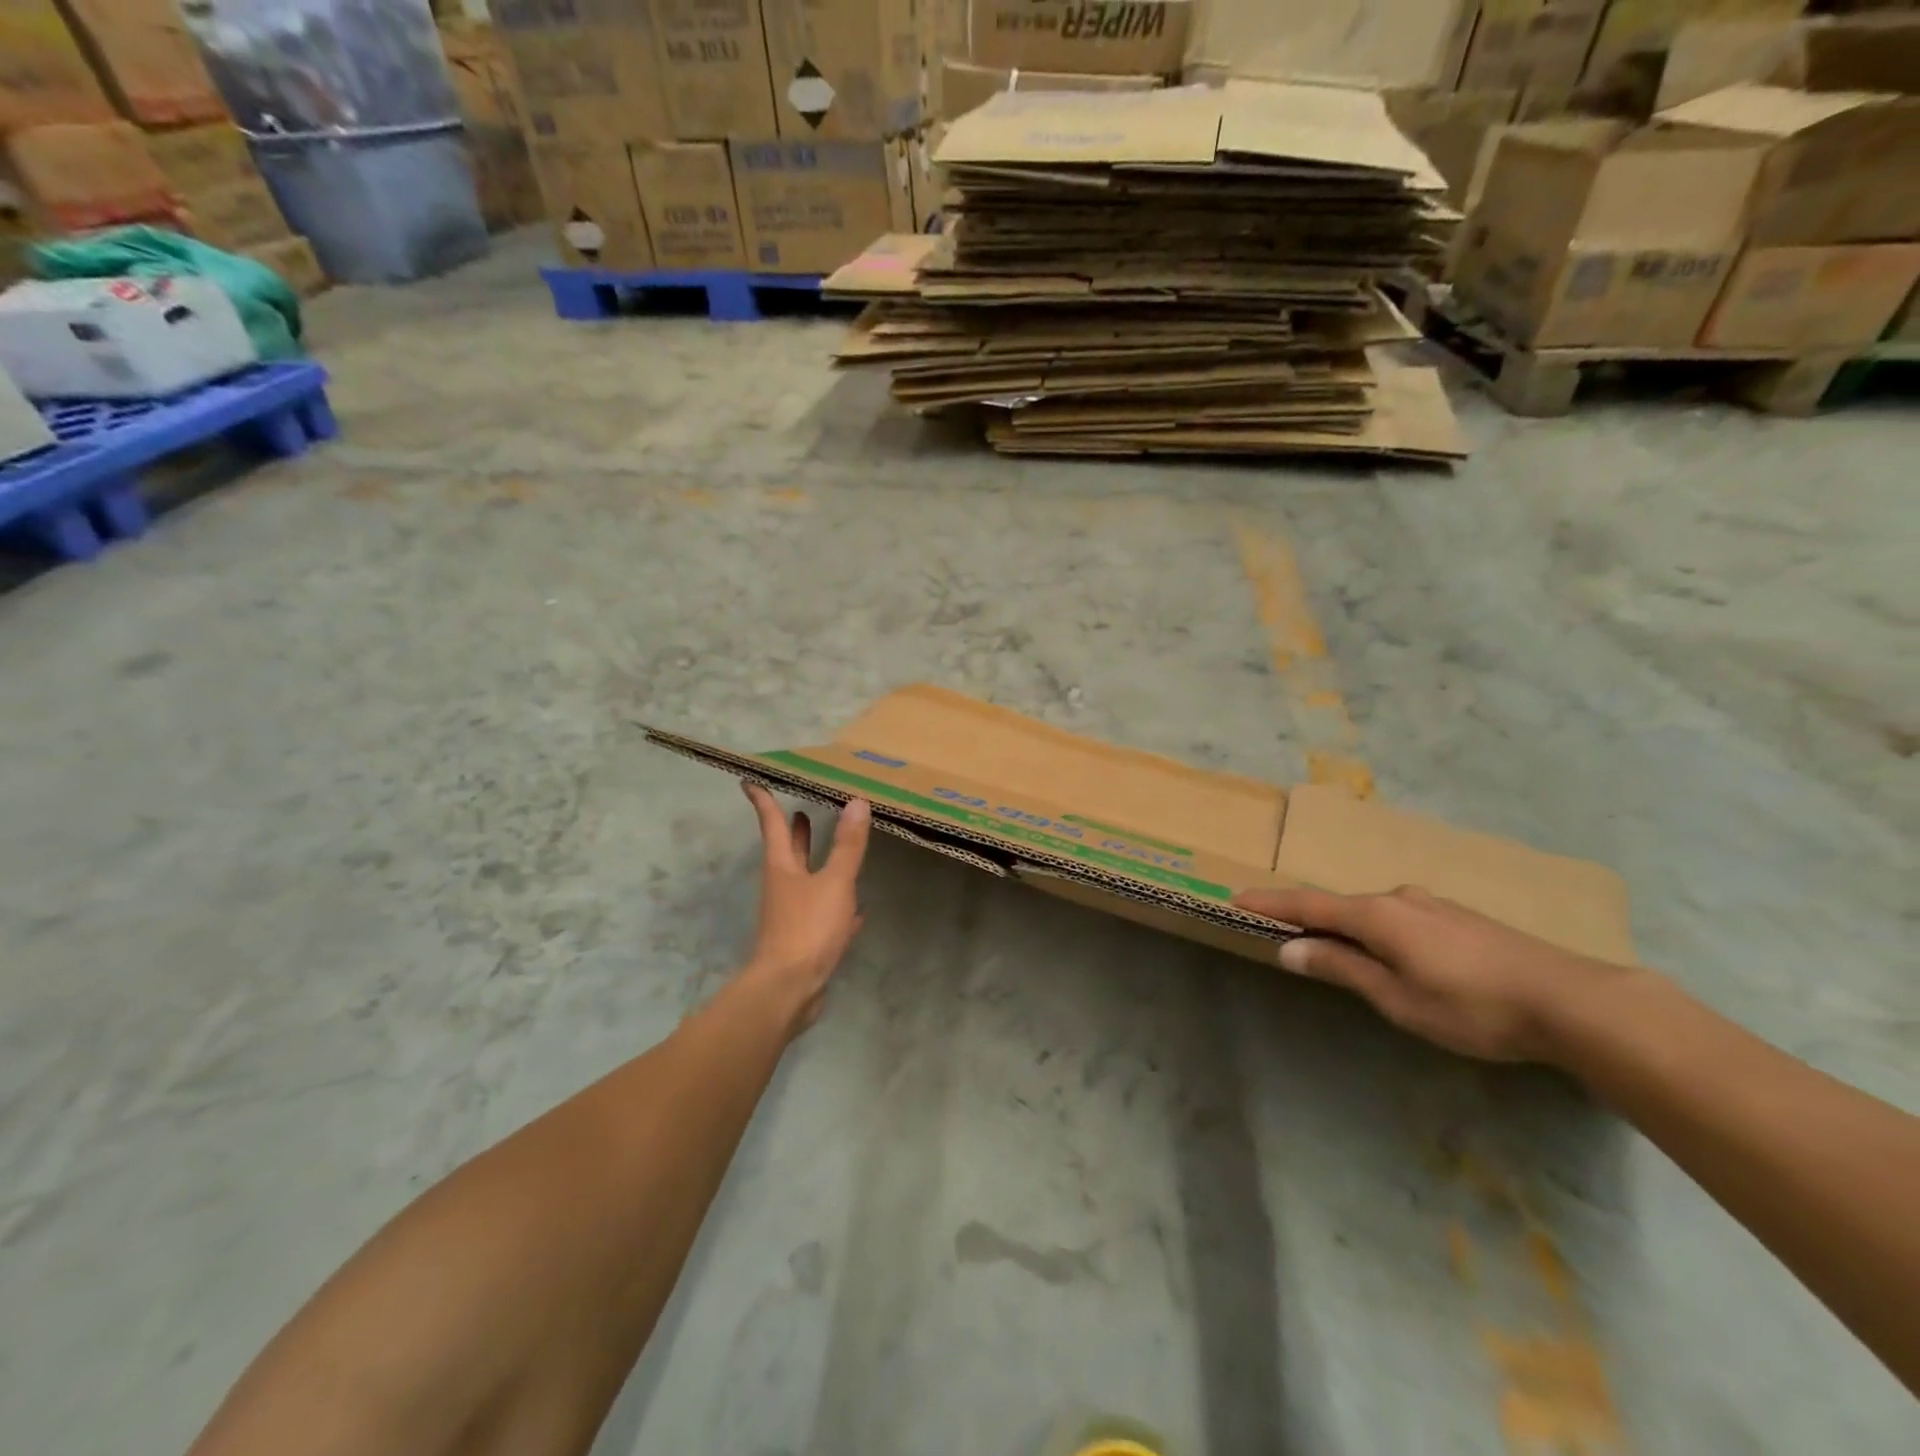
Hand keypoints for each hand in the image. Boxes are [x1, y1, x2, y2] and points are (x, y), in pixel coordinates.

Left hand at [740, 782, 871, 1030]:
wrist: (788, 989)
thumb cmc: (807, 928)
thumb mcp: (834, 883)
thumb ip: (847, 845)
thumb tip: (857, 802)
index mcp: (783, 867)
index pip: (772, 825)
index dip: (764, 801)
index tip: (751, 781)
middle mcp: (783, 887)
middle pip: (787, 852)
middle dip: (793, 832)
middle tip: (800, 811)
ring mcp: (791, 915)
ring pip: (805, 881)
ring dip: (814, 864)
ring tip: (830, 848)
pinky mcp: (804, 940)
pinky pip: (821, 913)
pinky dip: (835, 905)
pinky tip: (855, 909)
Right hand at [1232, 884, 1636, 1063]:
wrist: (1575, 1002)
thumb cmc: (1473, 1007)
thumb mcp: (1398, 998)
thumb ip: (1342, 968)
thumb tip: (1290, 948)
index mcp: (1378, 915)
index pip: (1308, 903)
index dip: (1271, 903)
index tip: (1236, 898)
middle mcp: (1400, 898)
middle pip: (1341, 905)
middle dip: (1311, 918)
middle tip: (1286, 935)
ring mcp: (1434, 905)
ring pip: (1375, 913)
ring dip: (1349, 928)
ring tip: (1340, 952)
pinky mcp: (1461, 918)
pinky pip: (1402, 918)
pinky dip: (1380, 931)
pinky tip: (1395, 956)